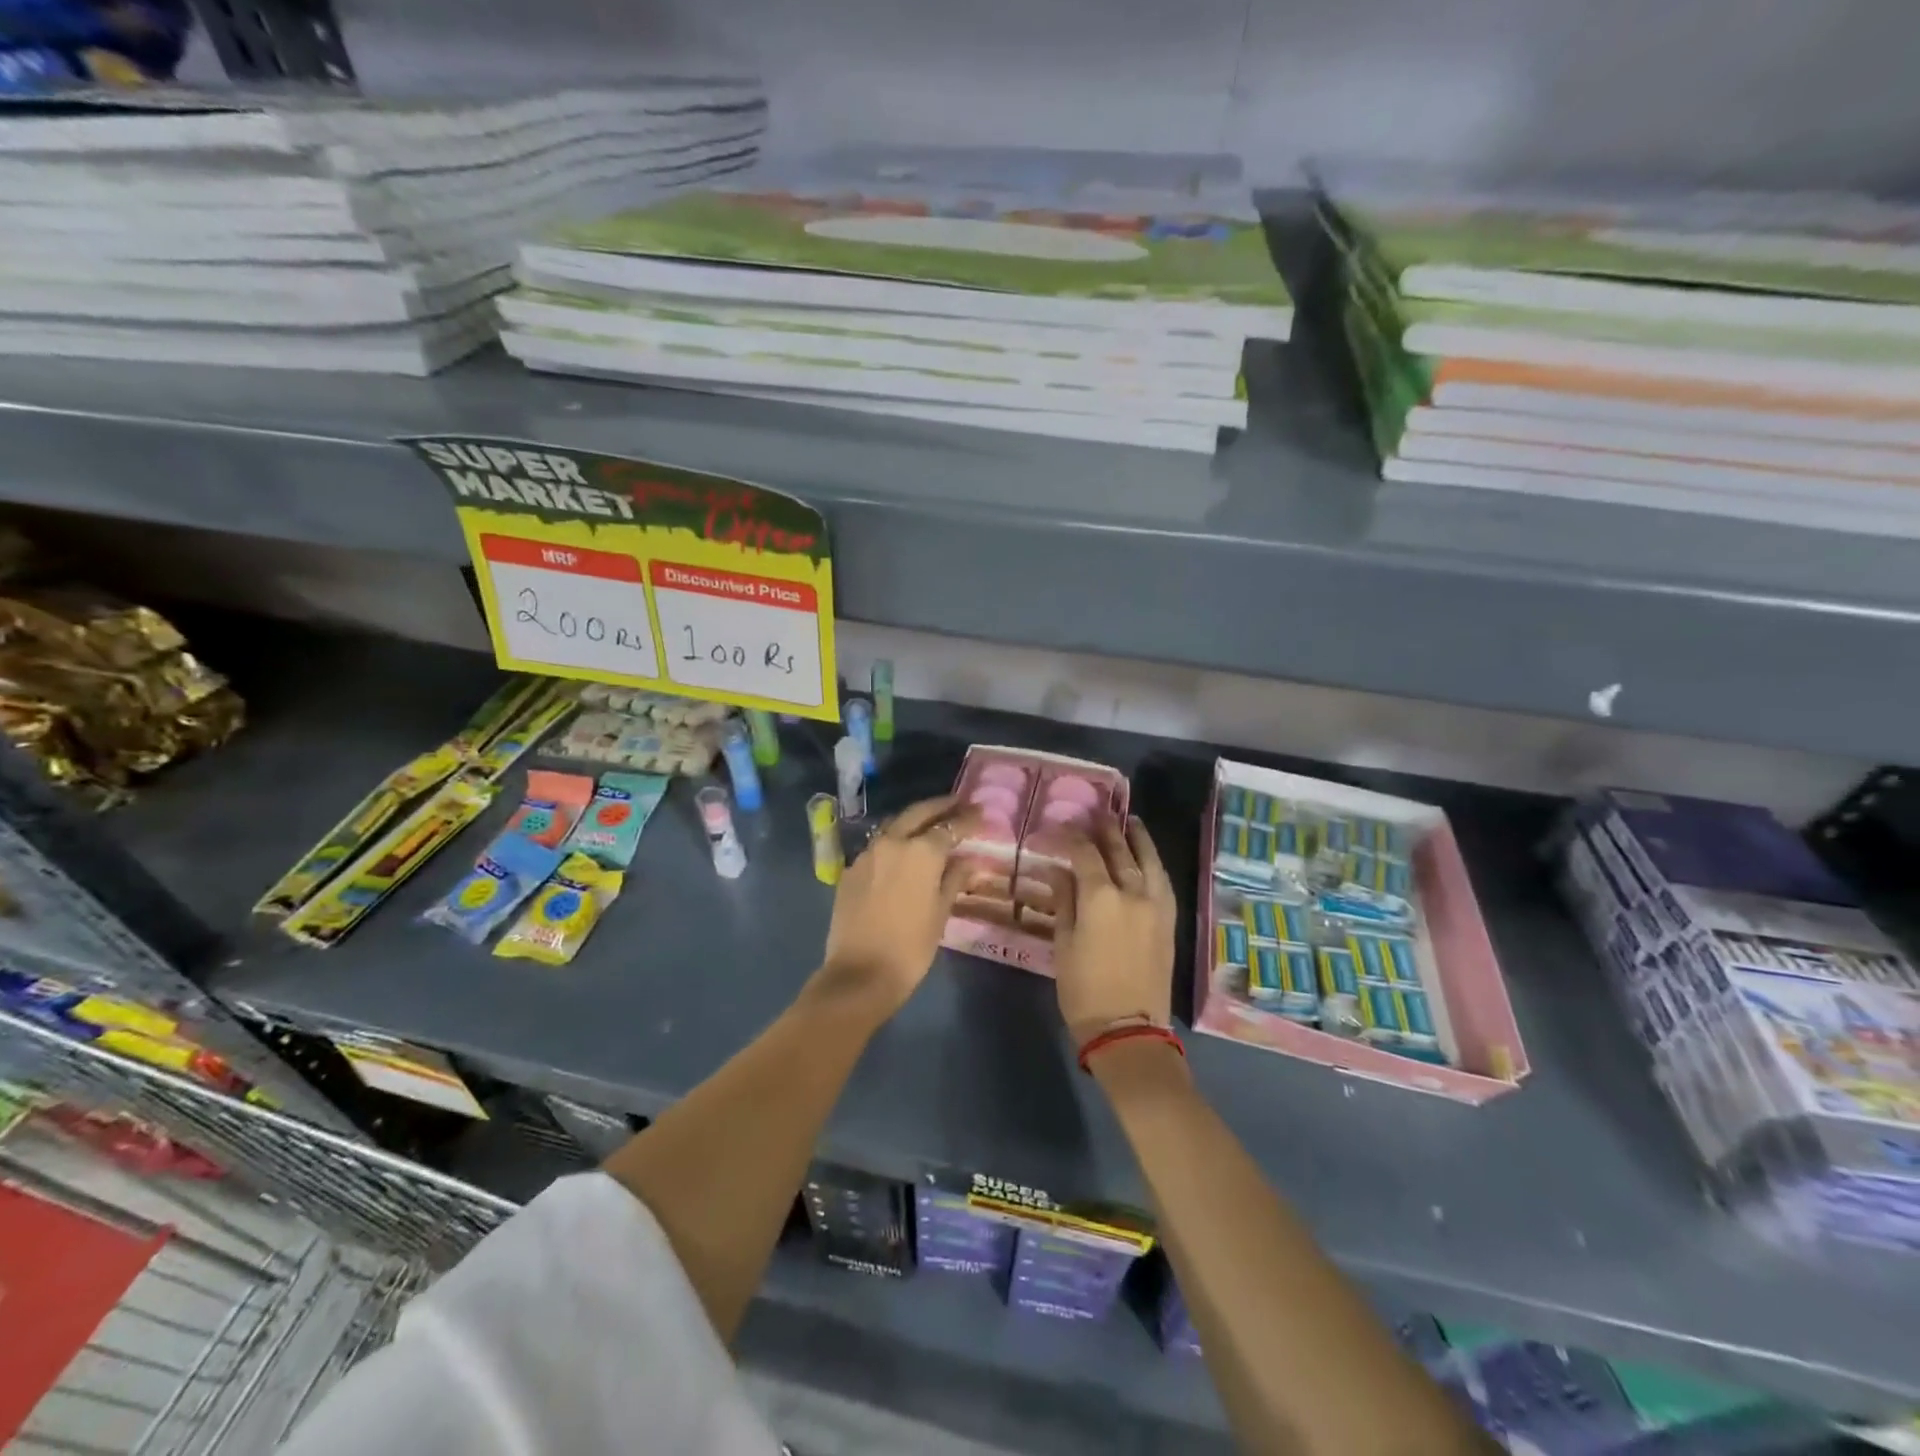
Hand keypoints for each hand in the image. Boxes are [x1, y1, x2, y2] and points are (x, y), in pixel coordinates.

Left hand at [813, 795, 979, 1020]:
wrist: (859, 974)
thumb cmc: (910, 947)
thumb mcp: (940, 913)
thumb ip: (955, 880)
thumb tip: (970, 862)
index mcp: (921, 851)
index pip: (950, 826)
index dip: (967, 819)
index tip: (981, 812)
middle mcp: (892, 842)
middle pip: (919, 813)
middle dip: (940, 806)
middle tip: (958, 803)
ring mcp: (867, 854)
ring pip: (895, 826)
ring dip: (915, 821)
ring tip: (931, 824)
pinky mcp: (851, 870)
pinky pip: (878, 847)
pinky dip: (894, 843)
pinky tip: (903, 854)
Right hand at [1052, 817, 1177, 1045]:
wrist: (1129, 1030)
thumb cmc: (1084, 990)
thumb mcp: (1063, 944)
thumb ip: (1064, 901)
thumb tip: (1058, 871)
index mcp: (1100, 897)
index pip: (1085, 854)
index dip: (1071, 837)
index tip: (1059, 828)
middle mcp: (1132, 892)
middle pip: (1119, 850)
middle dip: (1105, 830)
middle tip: (1096, 813)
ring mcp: (1156, 906)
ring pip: (1149, 860)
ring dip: (1137, 838)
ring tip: (1130, 821)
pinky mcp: (1169, 921)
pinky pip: (1163, 881)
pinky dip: (1154, 863)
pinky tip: (1148, 858)